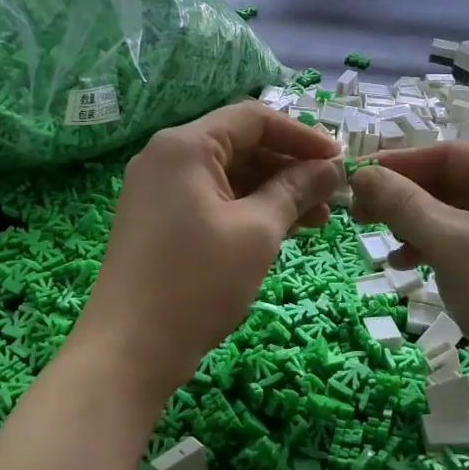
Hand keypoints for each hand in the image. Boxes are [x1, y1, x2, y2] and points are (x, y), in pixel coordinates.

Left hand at [74, 103, 342, 408]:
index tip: (340, 161)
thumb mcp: (257, 232)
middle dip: (290, 167)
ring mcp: (159, 190)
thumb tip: (331, 167)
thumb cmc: (197, 283)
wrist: (128, 351)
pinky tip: (283, 230)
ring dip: (274, 191)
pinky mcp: (159, 220)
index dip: (302, 136)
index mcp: (185, 146)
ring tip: (319, 220)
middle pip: (240, 145)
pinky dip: (248, 210)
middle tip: (332, 195)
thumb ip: (295, 190)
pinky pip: (212, 200)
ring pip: (229, 175)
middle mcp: (167, 157)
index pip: (253, 118)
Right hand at [350, 144, 468, 423]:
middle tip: (358, 212)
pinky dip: (433, 248)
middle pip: (451, 182)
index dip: (398, 162)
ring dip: (414, 224)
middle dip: (403, 197)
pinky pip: (465, 243)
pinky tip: (406, 264)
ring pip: (454, 215)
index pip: (449, 154)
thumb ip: (401, 203)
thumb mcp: (449, 243)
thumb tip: (360, 174)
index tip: (354, 176)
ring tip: (380, 241)